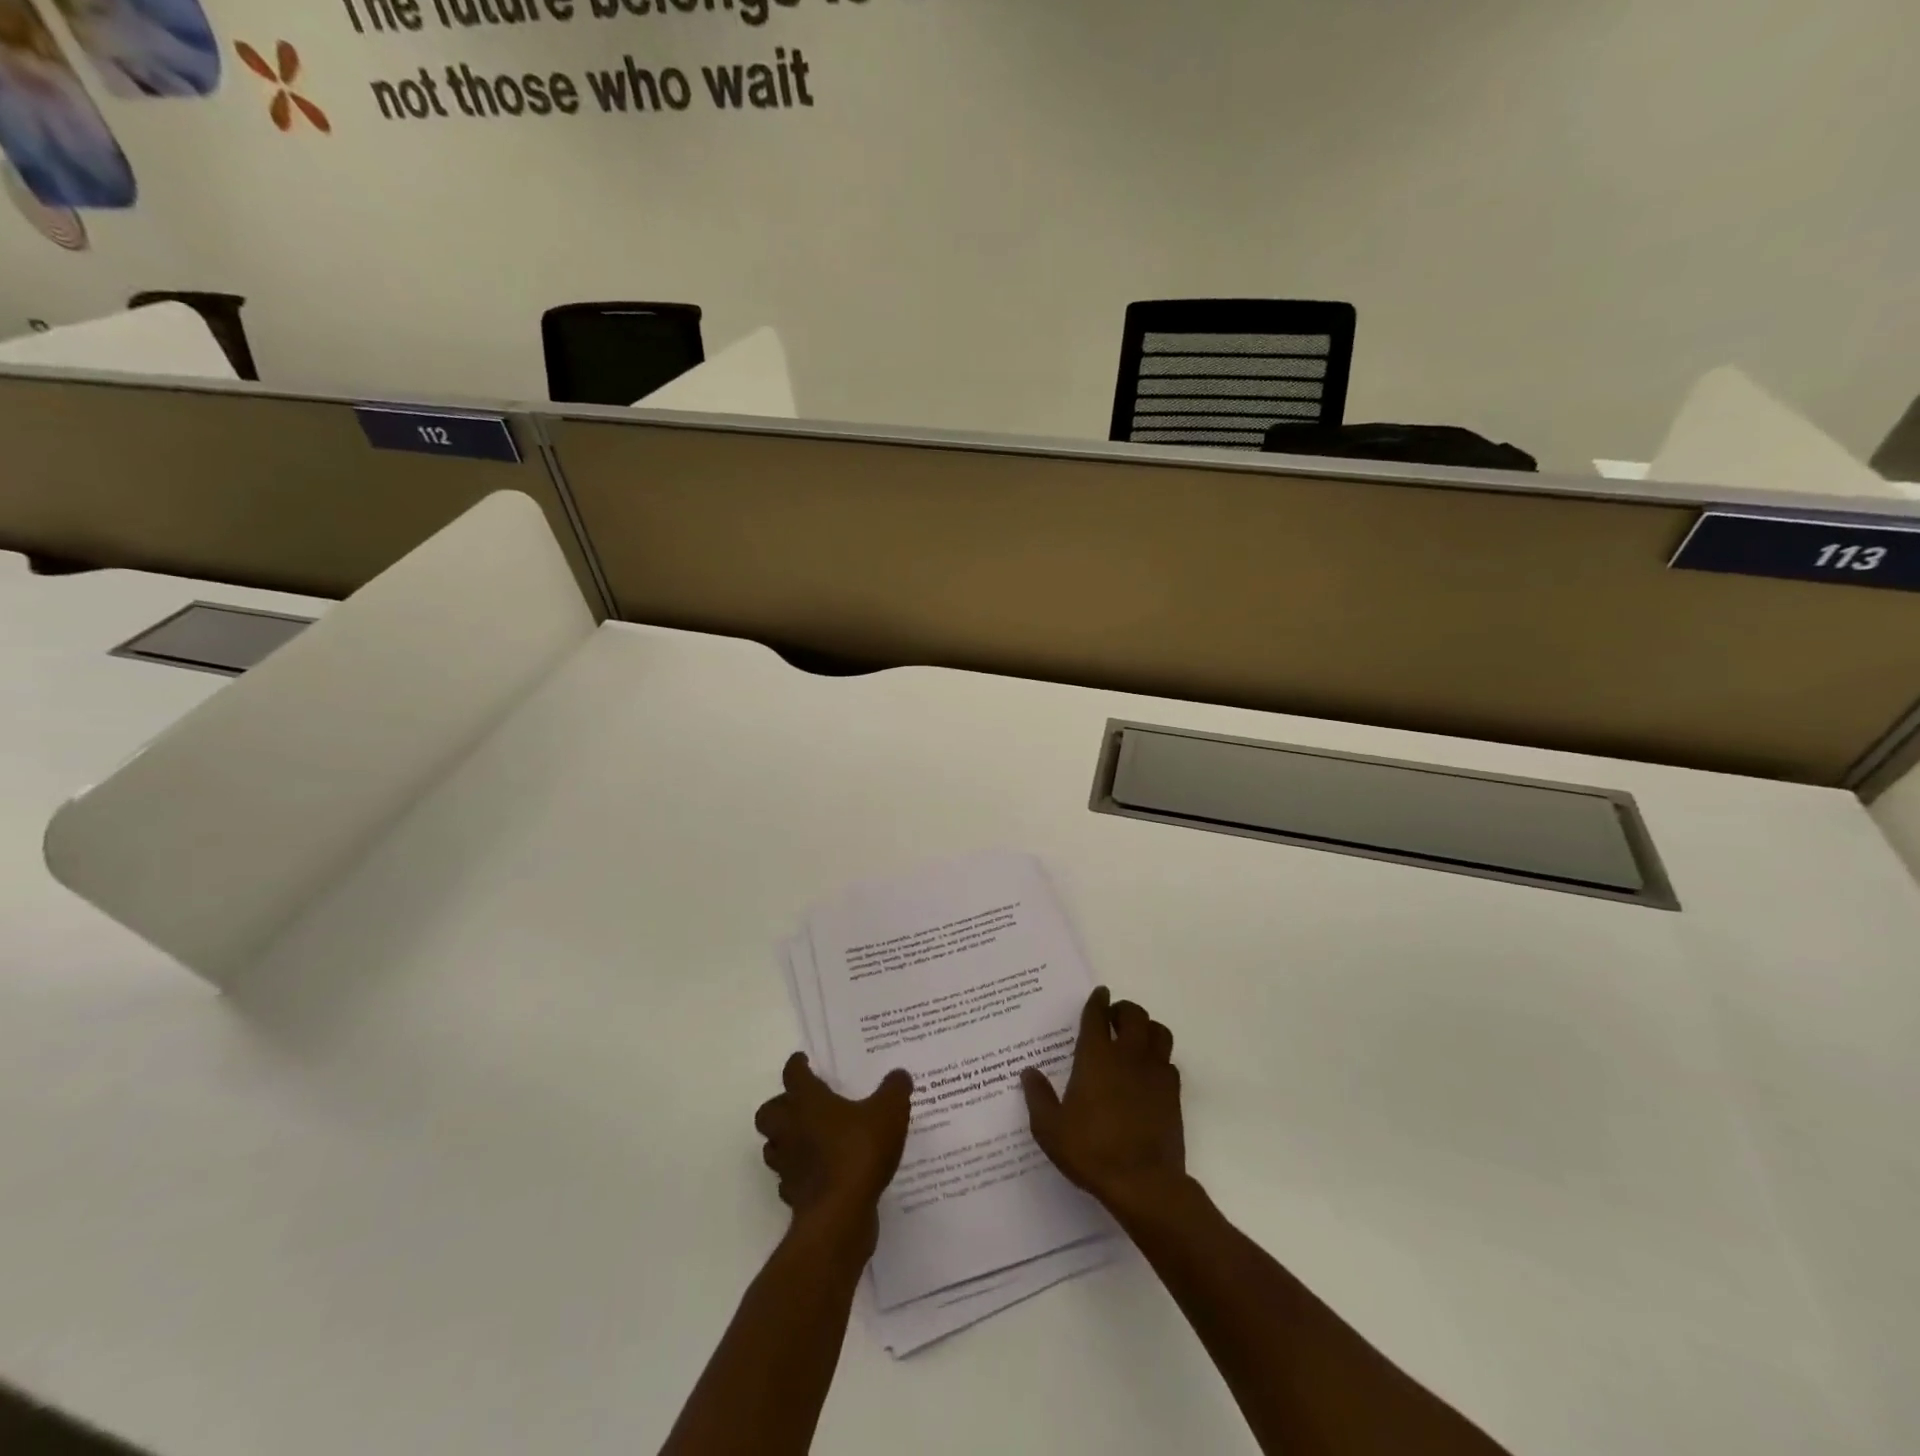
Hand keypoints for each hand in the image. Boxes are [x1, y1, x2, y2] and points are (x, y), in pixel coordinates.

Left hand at [755, 1053, 912, 1243]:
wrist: (840, 1216)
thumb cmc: (860, 1151)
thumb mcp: (889, 1111)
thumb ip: (894, 1089)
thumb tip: (899, 1075)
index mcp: (808, 1101)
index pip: (794, 1074)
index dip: (797, 1065)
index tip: (802, 1060)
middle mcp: (790, 1129)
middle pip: (769, 1112)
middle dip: (780, 1106)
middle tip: (801, 1104)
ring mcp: (788, 1164)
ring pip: (773, 1146)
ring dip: (785, 1140)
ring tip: (808, 1138)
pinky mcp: (793, 1195)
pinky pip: (789, 1178)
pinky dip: (798, 1173)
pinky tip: (819, 1173)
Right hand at [1021, 987, 1185, 1215]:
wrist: (1144, 1182)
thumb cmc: (1091, 1151)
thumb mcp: (1051, 1129)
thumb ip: (1038, 1097)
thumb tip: (1028, 1072)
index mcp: (1096, 1057)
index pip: (1097, 1015)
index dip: (1097, 1001)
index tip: (1099, 993)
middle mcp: (1128, 1055)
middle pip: (1133, 1014)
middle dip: (1123, 1010)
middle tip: (1113, 1018)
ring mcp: (1155, 1072)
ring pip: (1158, 1032)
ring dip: (1146, 1028)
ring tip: (1135, 1038)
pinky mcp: (1173, 1093)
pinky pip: (1169, 1061)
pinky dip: (1159, 1058)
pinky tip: (1148, 1072)